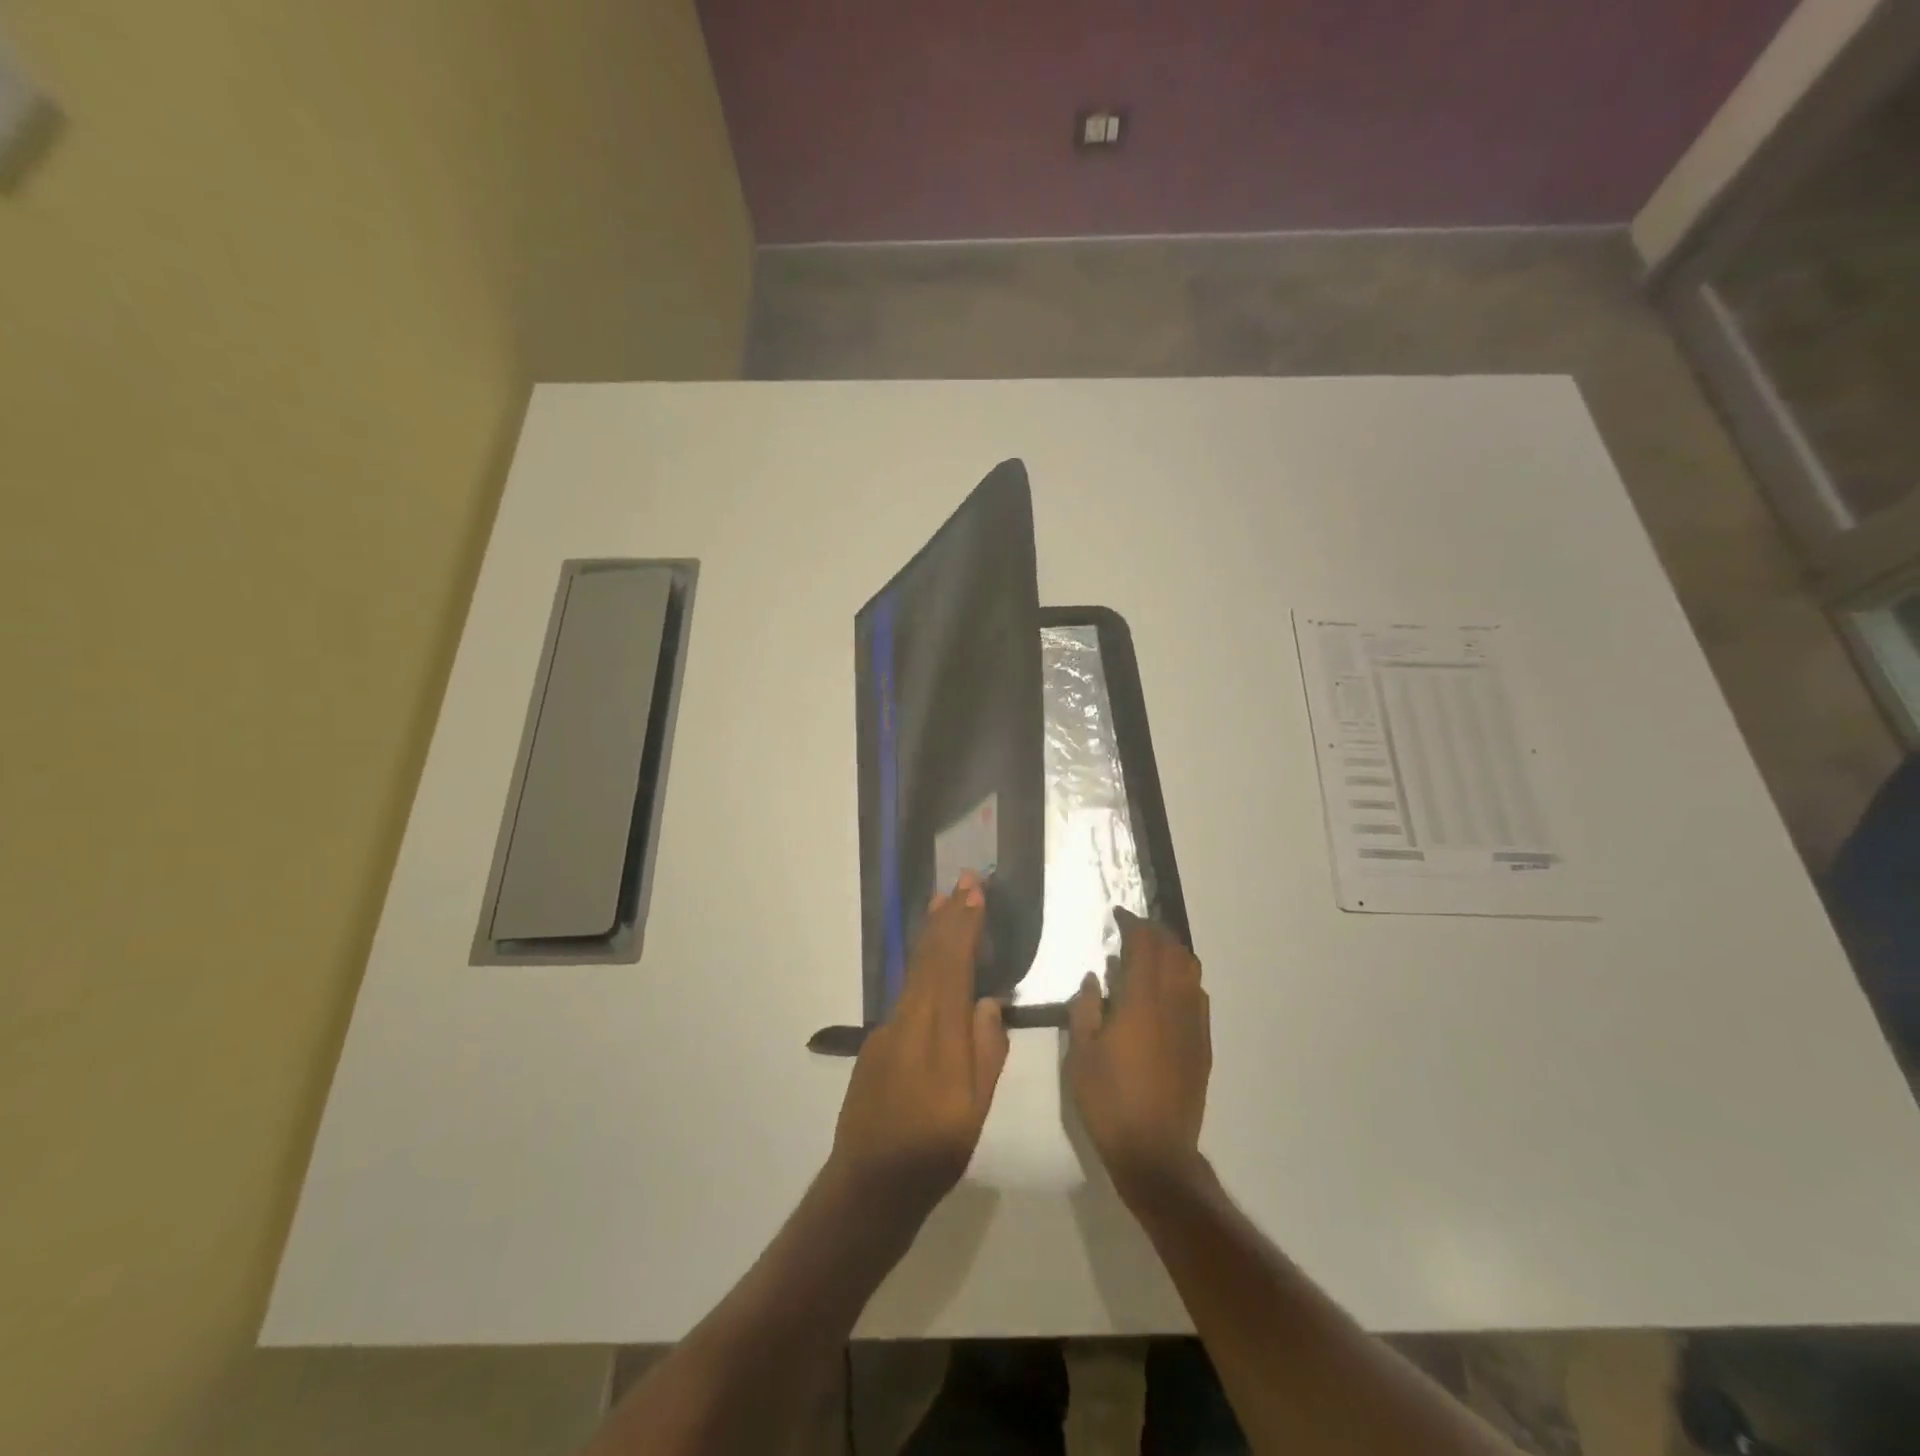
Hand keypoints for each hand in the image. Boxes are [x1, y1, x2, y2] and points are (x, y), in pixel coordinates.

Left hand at [827, 871, 1009, 1229]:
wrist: (870, 1184)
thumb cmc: (934, 1151)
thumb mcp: (975, 1108)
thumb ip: (985, 1050)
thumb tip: (988, 1002)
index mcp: (938, 1033)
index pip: (953, 965)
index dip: (964, 926)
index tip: (975, 892)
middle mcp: (909, 1019)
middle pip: (930, 958)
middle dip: (947, 916)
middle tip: (962, 880)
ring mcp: (888, 1029)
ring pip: (914, 970)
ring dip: (931, 934)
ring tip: (941, 903)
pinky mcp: (876, 1043)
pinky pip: (905, 991)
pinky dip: (920, 965)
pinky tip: (928, 961)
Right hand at [1067, 909, 1210, 1203]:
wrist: (1155, 1153)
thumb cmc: (1109, 1102)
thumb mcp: (1081, 1055)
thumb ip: (1085, 1009)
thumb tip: (1094, 978)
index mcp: (1141, 1003)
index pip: (1144, 947)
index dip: (1133, 925)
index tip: (1118, 915)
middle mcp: (1173, 1005)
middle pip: (1173, 952)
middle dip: (1155, 932)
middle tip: (1133, 929)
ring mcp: (1193, 1024)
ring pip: (1191, 971)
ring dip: (1173, 952)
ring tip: (1152, 953)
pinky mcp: (1203, 1045)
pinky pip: (1198, 996)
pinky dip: (1184, 979)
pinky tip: (1168, 990)